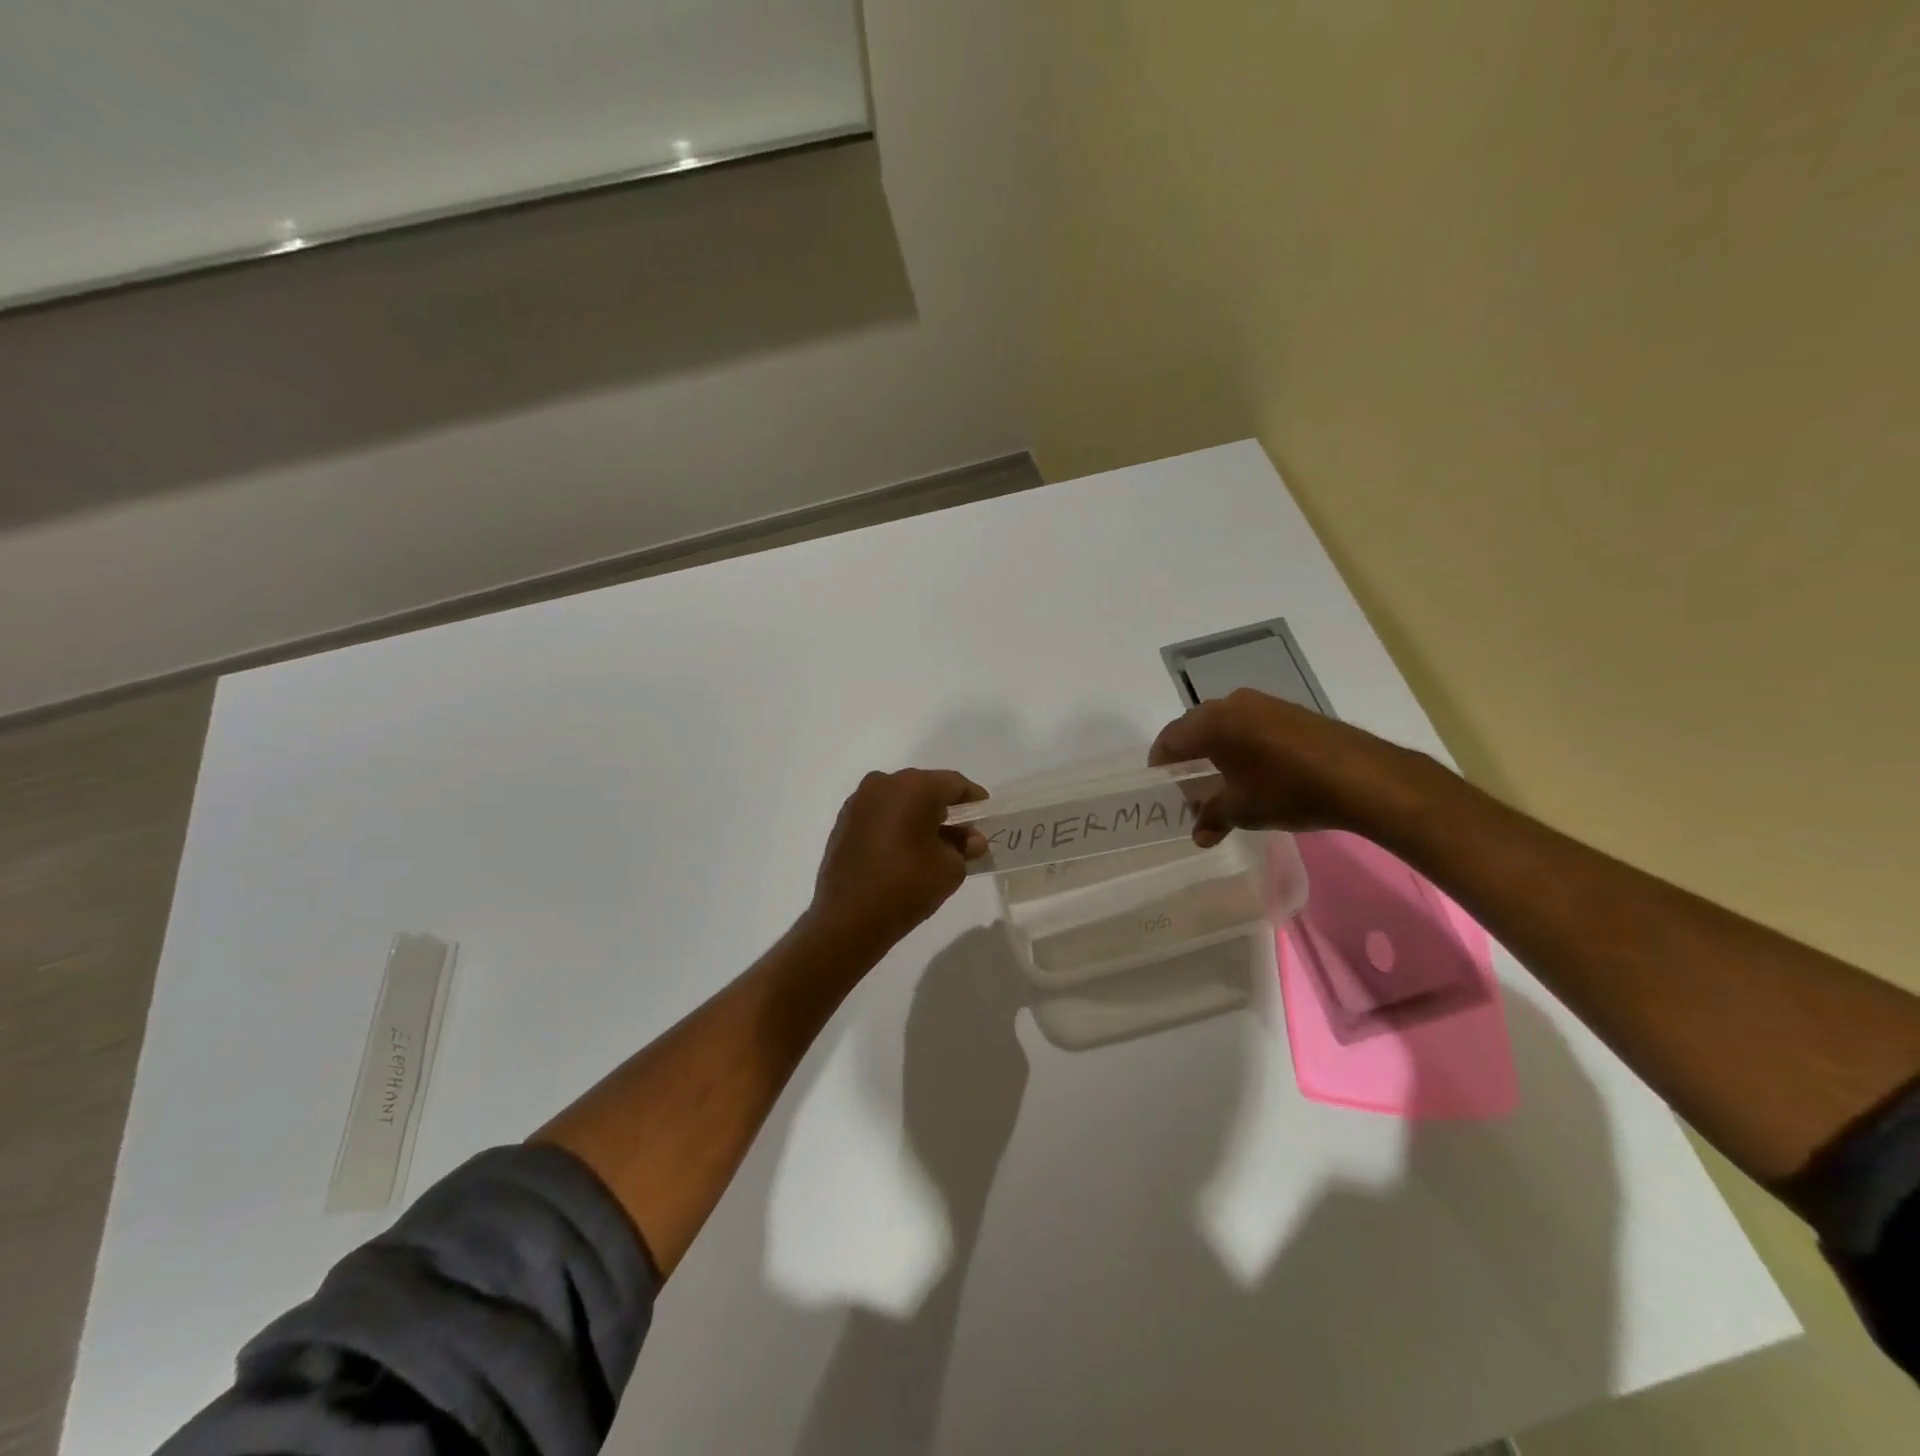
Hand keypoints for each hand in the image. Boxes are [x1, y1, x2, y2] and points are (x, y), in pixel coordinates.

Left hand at [807, 768, 988, 952]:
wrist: (848, 919)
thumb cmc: (907, 886)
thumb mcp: (951, 868)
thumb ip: (965, 847)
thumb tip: (970, 839)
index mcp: (914, 786)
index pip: (955, 784)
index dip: (974, 800)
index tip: (986, 818)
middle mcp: (883, 783)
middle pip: (926, 788)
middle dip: (946, 809)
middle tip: (963, 834)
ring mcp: (859, 801)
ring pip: (900, 800)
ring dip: (919, 816)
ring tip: (934, 845)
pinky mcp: (844, 821)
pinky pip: (880, 814)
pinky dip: (896, 825)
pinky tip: (905, 850)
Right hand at [1149, 689, 1419, 845]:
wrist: (1361, 777)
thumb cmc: (1288, 790)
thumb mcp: (1243, 810)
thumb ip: (1212, 818)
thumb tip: (1199, 834)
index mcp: (1212, 724)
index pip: (1170, 738)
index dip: (1161, 764)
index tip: (1163, 787)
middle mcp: (1232, 704)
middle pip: (1194, 727)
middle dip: (1188, 756)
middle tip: (1190, 787)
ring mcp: (1264, 703)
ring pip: (1224, 723)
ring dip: (1216, 749)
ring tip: (1222, 780)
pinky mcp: (1289, 710)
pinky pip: (1250, 723)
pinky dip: (1241, 743)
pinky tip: (1255, 770)